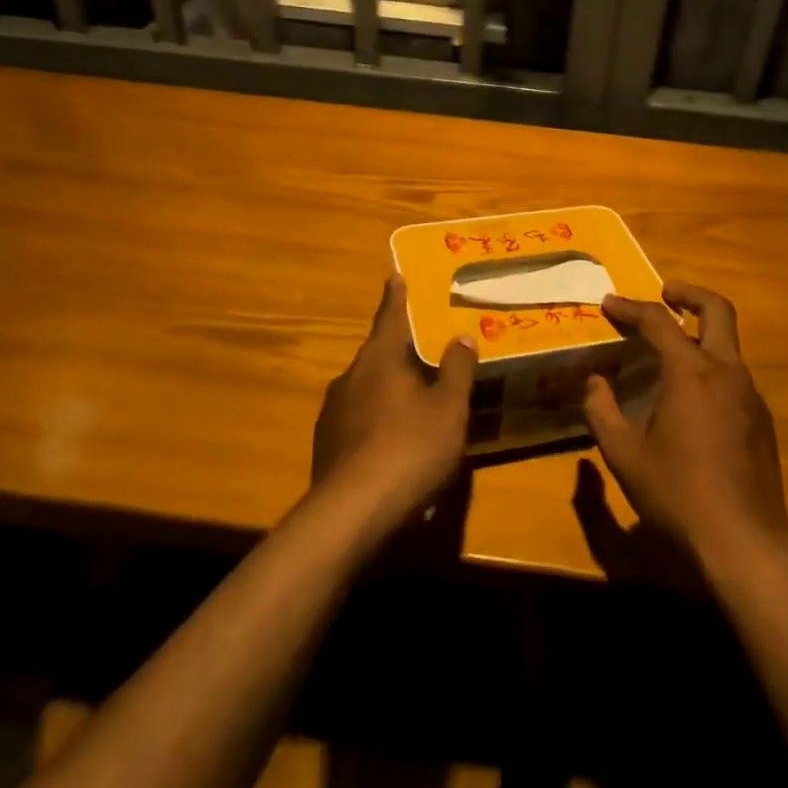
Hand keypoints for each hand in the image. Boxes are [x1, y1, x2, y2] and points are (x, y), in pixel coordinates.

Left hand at [313, 276, 476, 519]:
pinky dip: (376, 421)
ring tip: (413, 404)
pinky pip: (357, 419)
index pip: (391, 316)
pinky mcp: (326, 444)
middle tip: (423, 352)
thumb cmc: (409, 448)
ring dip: (388, 389)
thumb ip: (456, 370)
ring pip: (366, 388)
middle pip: (379, 354)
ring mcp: (333, 411)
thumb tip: (461, 336)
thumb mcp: (448, 409)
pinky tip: (392, 445)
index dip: (396, 296)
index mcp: (380, 359)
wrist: (352, 512)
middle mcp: (351, 376)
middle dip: (399, 352)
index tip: (395, 275)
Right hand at [583, 281, 787, 561]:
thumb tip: (593, 382)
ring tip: (669, 348)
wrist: (745, 543)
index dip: (630, 308)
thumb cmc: (677, 494)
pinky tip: (691, 396)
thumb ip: (602, 411)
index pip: (658, 322)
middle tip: (664, 293)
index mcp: (692, 373)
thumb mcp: (624, 454)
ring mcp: (751, 396)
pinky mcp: (762, 421)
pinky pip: (734, 375)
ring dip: (700, 332)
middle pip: (717, 310)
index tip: (608, 304)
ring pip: (728, 344)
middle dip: (688, 294)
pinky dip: (711, 365)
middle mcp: (727, 373)